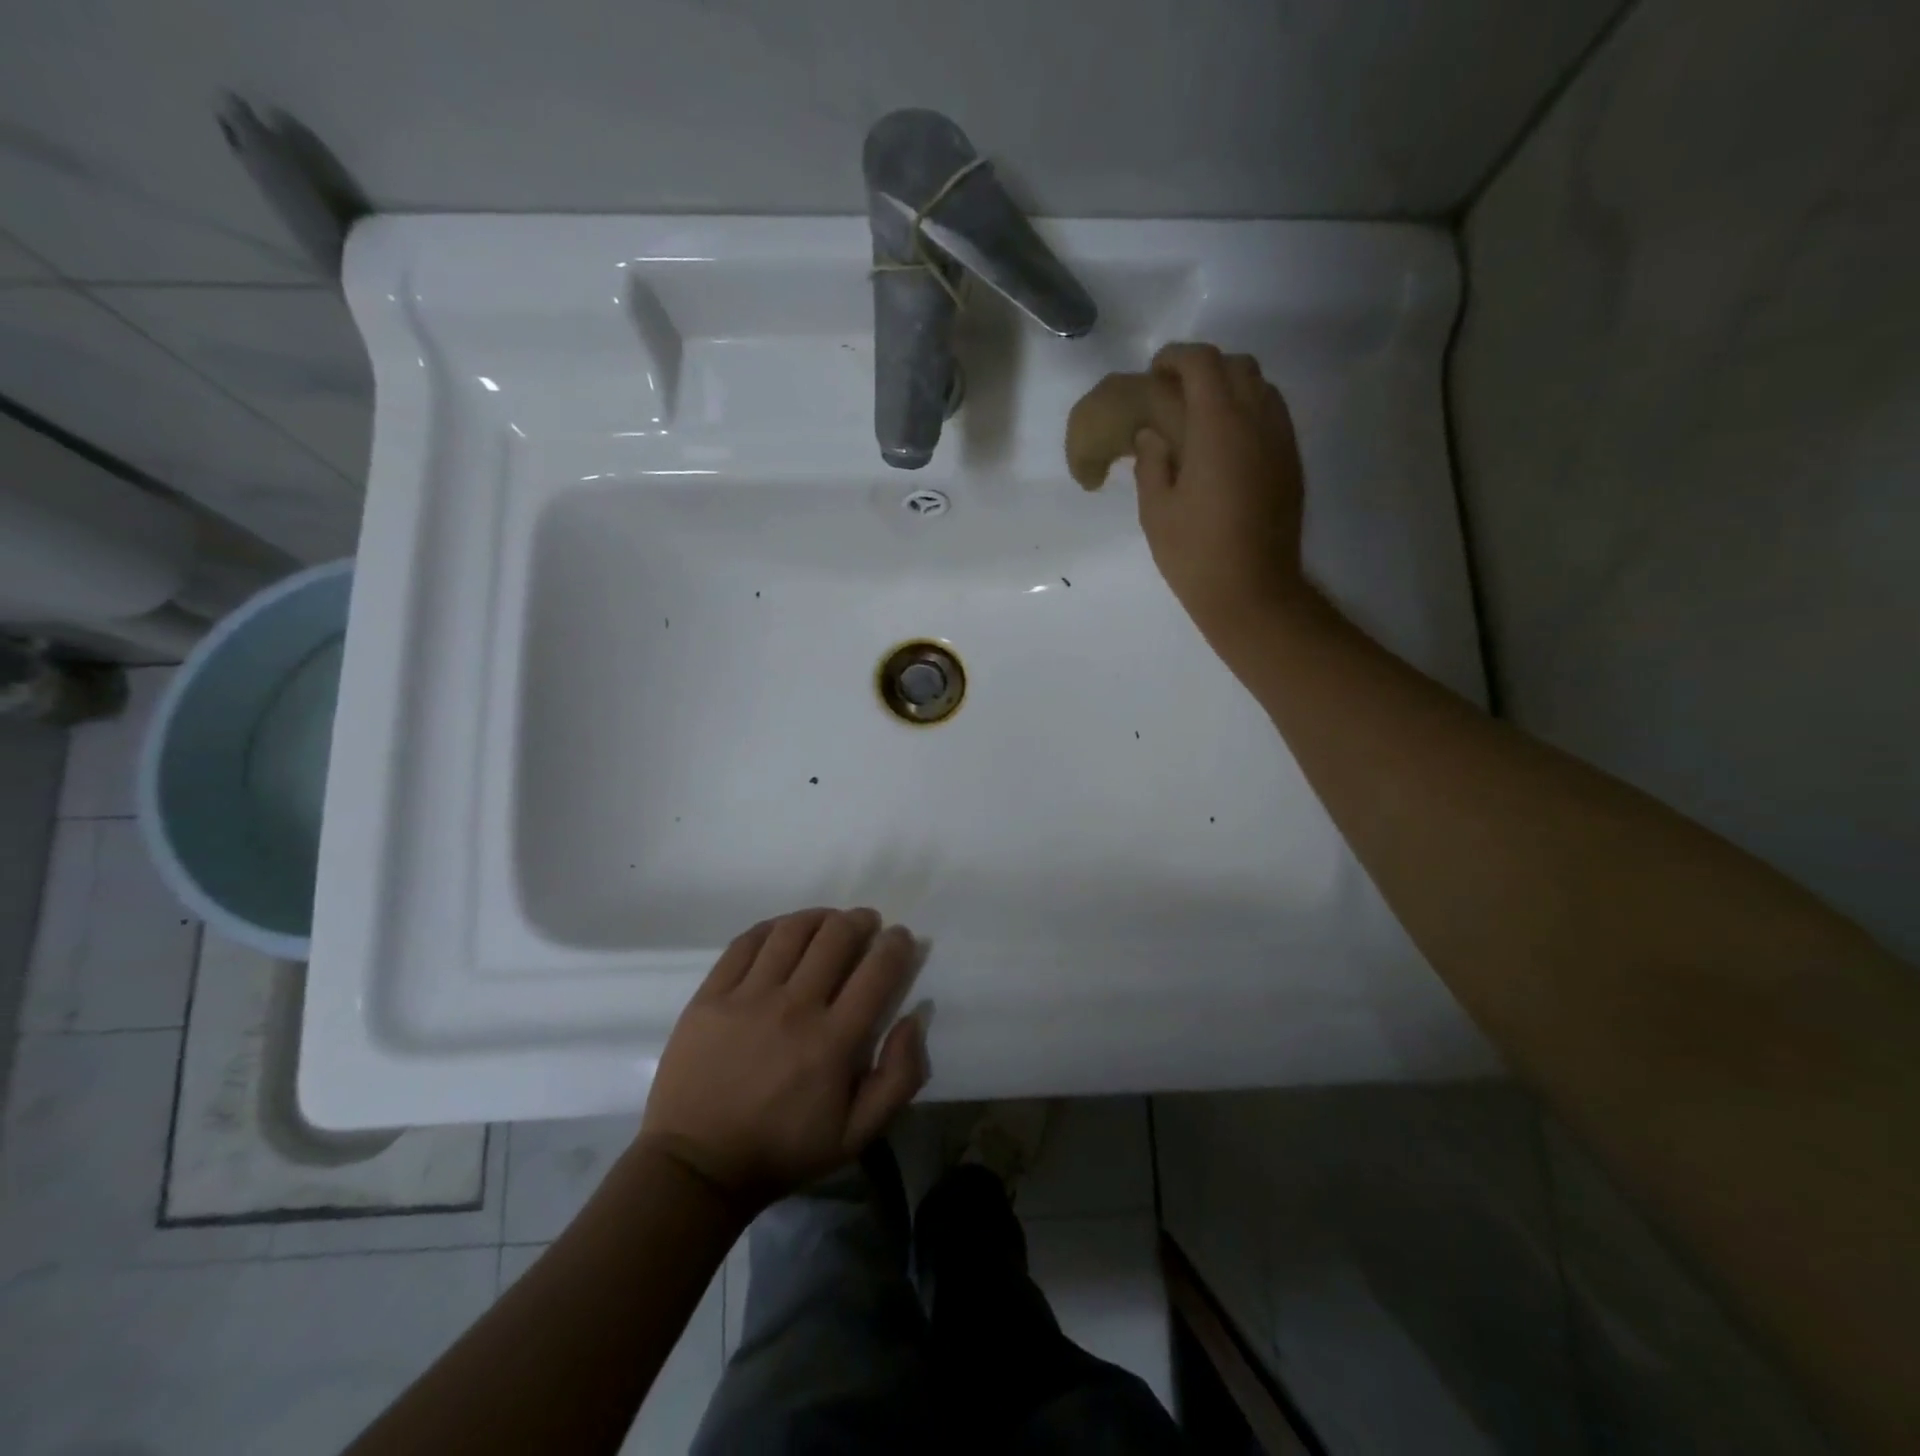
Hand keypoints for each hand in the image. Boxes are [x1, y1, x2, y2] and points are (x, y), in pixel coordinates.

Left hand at [636, 908, 926, 1213]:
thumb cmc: (783, 1150)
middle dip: (860, 921)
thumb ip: (899, 1077)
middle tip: (867, 924)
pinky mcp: (711, 995)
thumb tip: (915, 1017)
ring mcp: (747, 997)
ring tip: (829, 922)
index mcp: (833, 1042)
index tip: (900, 938)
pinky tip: (784, 932)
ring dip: (820, 917)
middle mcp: (794, 1008)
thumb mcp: (857, 1134)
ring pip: (792, 931)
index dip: (896, 945)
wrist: (697, 1166)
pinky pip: (746, 942)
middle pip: (836, 937)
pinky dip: (773, 927)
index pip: (877, 971)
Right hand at [1133, 343, 1309, 656]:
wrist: (1253, 591)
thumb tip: (1153, 434)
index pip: (1202, 364)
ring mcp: (1281, 440)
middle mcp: (1257, 421)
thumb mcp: (1156, 511)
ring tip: (1200, 417)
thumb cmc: (1195, 554)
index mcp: (1219, 427)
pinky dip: (1248, 411)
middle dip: (1203, 368)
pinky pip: (1272, 415)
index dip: (1175, 358)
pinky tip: (1225, 443)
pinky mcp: (1291, 462)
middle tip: (1174, 394)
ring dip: (1229, 388)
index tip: (1154, 373)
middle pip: (1237, 365)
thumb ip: (1151, 462)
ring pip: (1261, 387)